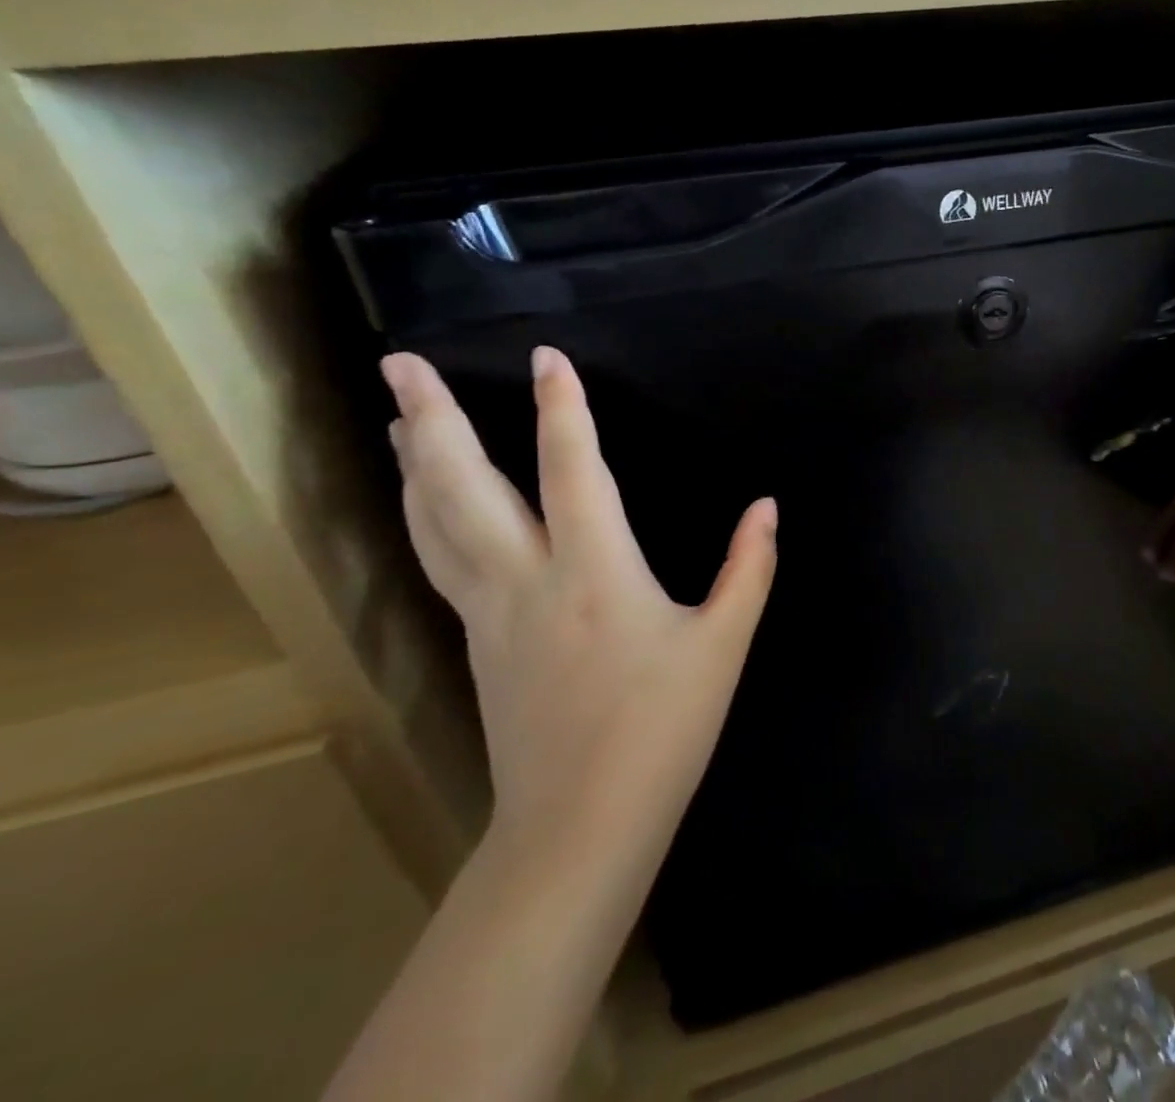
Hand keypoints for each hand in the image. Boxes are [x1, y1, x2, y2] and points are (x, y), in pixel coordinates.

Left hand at [381, 346, 776, 872]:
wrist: (579, 825)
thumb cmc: (662, 728)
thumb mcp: (723, 644)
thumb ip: (749, 567)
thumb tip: (768, 506)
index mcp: (595, 572)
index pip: (573, 469)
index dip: (562, 408)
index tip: (549, 357)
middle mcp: (527, 580)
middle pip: (464, 488)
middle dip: (434, 420)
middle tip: (402, 366)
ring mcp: (489, 613)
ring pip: (436, 524)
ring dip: (415, 465)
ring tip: (397, 419)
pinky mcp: (476, 643)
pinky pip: (441, 561)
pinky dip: (425, 517)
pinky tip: (426, 506)